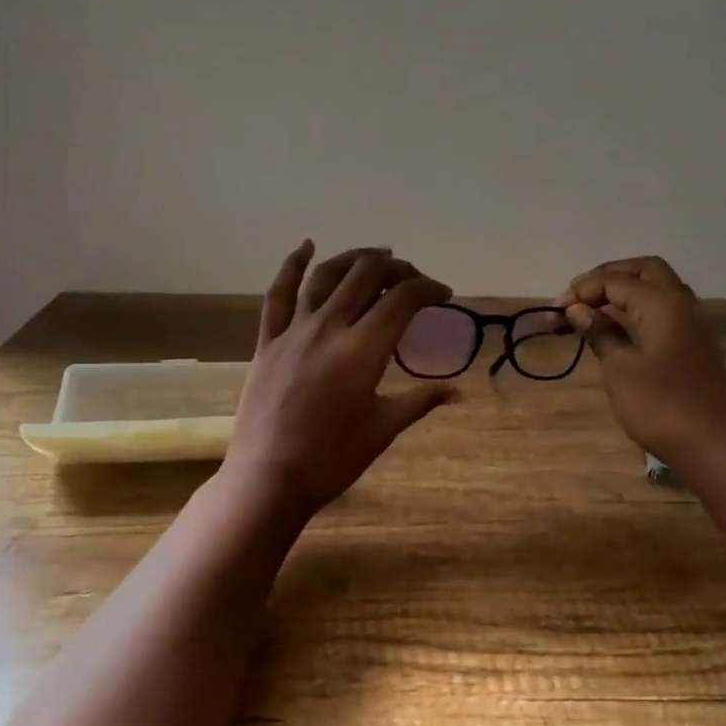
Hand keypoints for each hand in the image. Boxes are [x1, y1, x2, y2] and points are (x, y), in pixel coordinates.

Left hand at [226, 242, 459, 514]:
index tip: (443, 293)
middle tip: (412, 278)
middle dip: (396, 269)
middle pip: (366, 276)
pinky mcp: (267, 341)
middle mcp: (328, 328)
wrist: (269, 478)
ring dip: (354, 258)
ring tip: (375, 255)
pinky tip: (306, 246)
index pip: (403, 300)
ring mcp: (293, 331)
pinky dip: (292, 265)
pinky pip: (278, 294)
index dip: (428, 289)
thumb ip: (420, 401)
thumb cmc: (332, 459)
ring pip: (325, 276)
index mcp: (363, 350)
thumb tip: (457, 391)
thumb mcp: (383, 429)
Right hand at [560, 256, 725, 465]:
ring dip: (625, 292)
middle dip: (608, 277)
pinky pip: (664, 310)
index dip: (582, 290)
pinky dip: (639, 310)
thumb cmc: (659, 405)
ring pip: (657, 288)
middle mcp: (681, 303)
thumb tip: (578, 309)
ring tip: (593, 312)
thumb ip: (599, 333)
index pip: (614, 280)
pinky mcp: (694, 344)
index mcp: (661, 303)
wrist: (710, 444)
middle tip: (579, 298)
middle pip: (644, 270)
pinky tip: (618, 330)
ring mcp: (692, 323)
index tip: (555, 312)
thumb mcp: (619, 369)